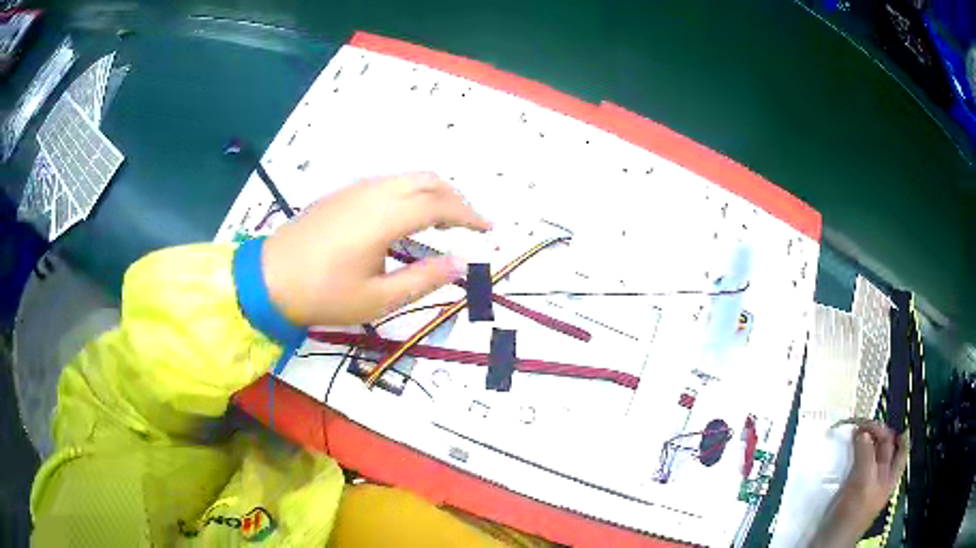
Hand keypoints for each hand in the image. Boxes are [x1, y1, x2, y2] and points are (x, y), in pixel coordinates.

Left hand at [261, 173, 491, 325]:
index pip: (440, 205)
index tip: (488, 229)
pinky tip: (407, 217)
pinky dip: (411, 192)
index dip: (469, 215)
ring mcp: (356, 189)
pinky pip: (389, 182)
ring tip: (443, 223)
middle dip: (455, 197)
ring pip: (407, 177)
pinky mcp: (343, 193)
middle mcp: (374, 192)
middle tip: (469, 224)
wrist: (269, 278)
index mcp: (384, 216)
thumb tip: (460, 265)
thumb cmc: (322, 294)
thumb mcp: (377, 299)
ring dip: (433, 193)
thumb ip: (423, 279)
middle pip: (427, 179)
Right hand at [811, 420, 909, 546]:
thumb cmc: (852, 513)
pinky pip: (859, 464)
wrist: (830, 539)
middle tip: (863, 423)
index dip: (892, 431)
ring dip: (866, 442)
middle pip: (885, 448)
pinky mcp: (852, 489)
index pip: (899, 446)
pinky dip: (856, 453)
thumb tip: (863, 432)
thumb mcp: (862, 482)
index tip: (878, 421)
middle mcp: (882, 477)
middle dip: (877, 433)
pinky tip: (850, 450)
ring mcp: (867, 484)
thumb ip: (865, 456)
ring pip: (872, 455)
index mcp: (890, 477)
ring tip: (857, 432)